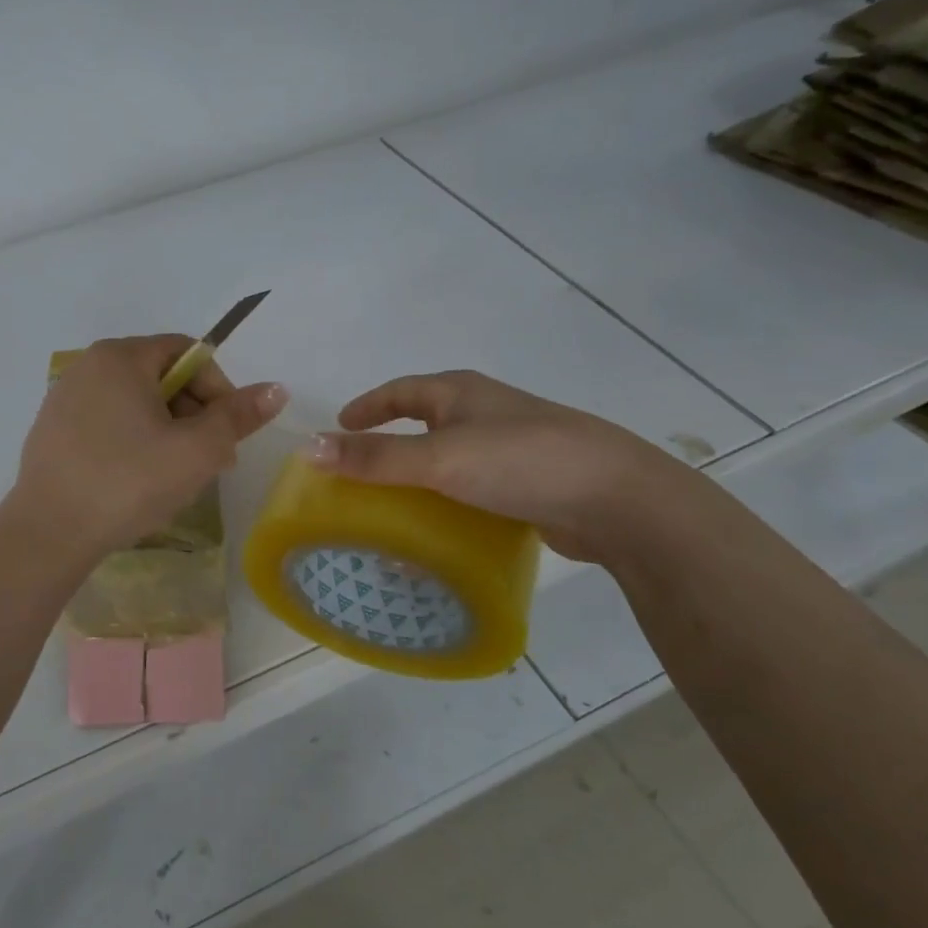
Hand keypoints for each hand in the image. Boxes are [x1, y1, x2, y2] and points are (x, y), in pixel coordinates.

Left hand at [8, 335, 287, 558]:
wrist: (49, 533)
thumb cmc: (129, 482)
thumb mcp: (197, 450)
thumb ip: (238, 416)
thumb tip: (275, 389)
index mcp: (121, 357)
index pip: (187, 353)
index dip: (219, 388)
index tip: (227, 432)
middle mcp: (88, 366)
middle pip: (160, 376)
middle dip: (194, 413)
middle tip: (209, 459)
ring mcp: (64, 399)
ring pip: (134, 403)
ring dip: (166, 431)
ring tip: (176, 475)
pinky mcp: (51, 431)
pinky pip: (107, 423)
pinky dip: (132, 442)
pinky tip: (136, 480)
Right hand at [306, 370, 694, 561]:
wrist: (619, 500)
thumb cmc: (521, 461)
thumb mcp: (439, 458)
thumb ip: (375, 457)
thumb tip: (308, 448)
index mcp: (461, 393)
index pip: (400, 391)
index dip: (367, 406)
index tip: (339, 425)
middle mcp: (484, 414)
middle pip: (424, 424)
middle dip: (390, 446)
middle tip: (357, 475)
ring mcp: (511, 450)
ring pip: (450, 462)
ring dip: (419, 482)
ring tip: (390, 511)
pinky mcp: (529, 486)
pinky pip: (473, 493)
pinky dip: (449, 507)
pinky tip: (439, 536)